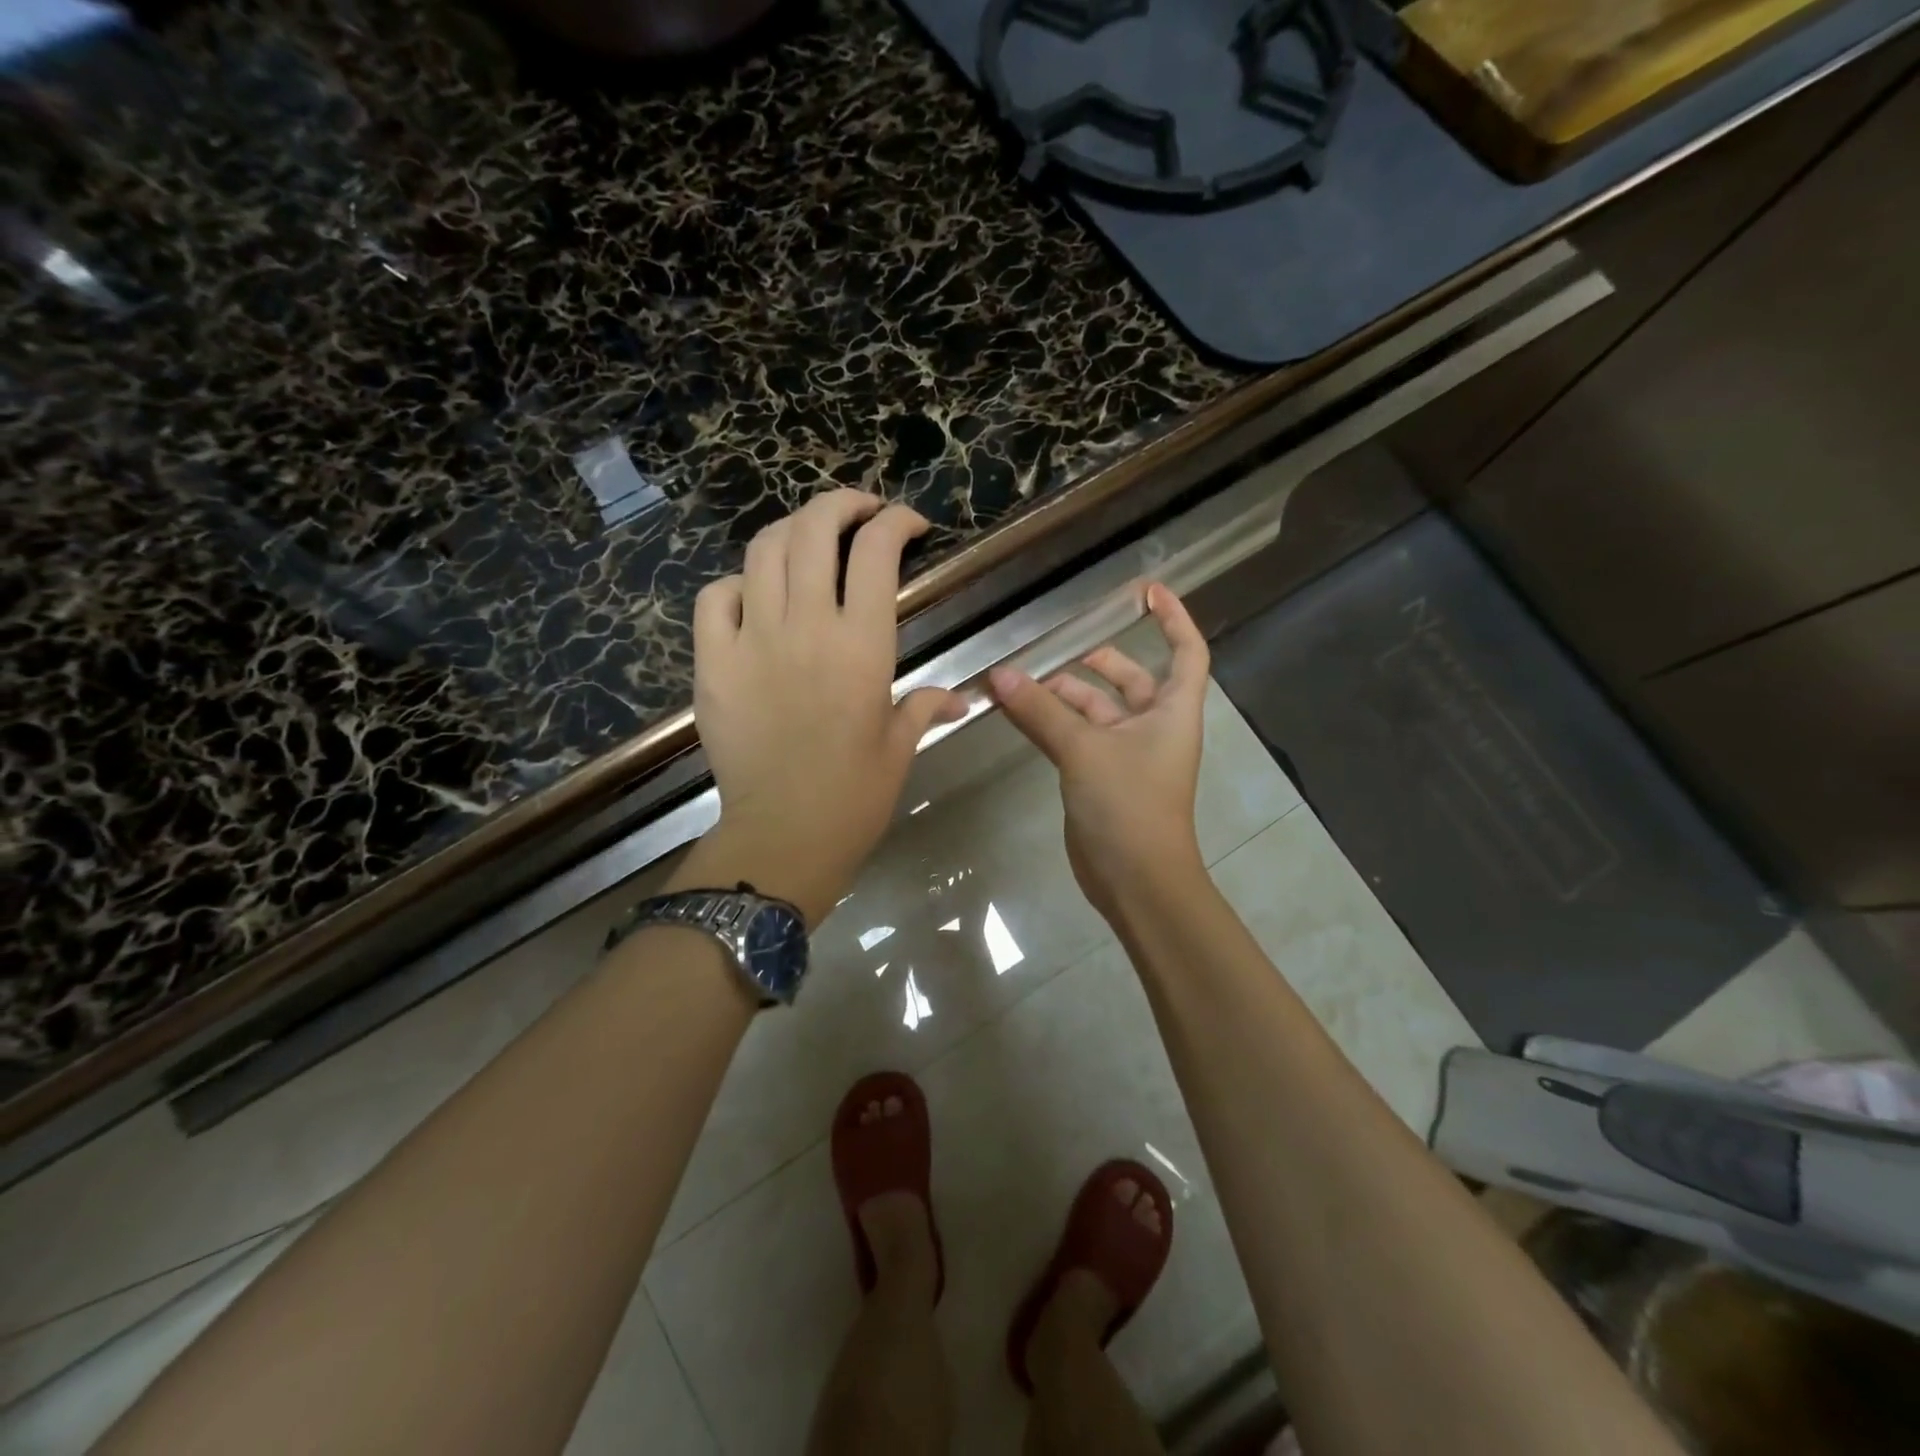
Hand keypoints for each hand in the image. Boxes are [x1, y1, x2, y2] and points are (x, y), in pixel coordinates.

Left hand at [678, 490, 962, 924]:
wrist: (782, 836)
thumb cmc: (854, 797)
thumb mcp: (899, 748)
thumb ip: (926, 707)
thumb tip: (960, 699)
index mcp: (863, 646)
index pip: (877, 551)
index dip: (896, 521)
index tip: (910, 525)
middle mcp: (807, 626)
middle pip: (814, 529)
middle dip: (841, 504)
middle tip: (860, 512)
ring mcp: (752, 640)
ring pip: (763, 551)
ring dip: (791, 530)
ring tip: (810, 539)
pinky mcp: (713, 663)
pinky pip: (715, 597)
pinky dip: (736, 583)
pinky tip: (754, 595)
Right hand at [989, 585, 1208, 921]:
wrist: (1136, 880)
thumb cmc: (1129, 805)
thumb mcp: (1084, 750)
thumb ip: (1041, 711)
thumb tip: (999, 676)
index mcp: (1173, 711)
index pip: (1186, 651)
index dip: (1173, 618)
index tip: (1148, 591)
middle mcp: (1155, 727)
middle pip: (1133, 680)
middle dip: (1099, 663)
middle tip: (1060, 650)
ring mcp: (1128, 755)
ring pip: (1097, 711)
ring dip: (1064, 696)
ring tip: (1021, 683)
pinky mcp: (1102, 779)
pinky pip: (1077, 739)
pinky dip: (1053, 725)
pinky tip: (1020, 714)